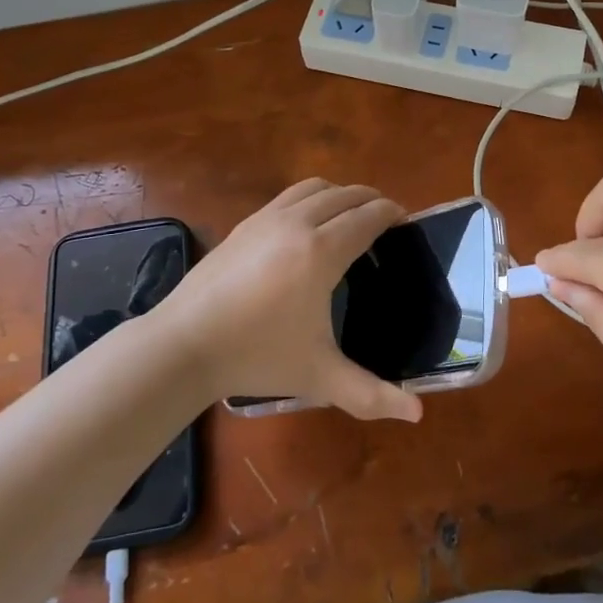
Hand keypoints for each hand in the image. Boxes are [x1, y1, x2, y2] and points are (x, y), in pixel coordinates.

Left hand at [155, 179, 423, 422]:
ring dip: (340, 194)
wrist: (184, 344)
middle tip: (386, 221)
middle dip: (371, 200)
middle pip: (346, 194)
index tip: (407, 221)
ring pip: (315, 188)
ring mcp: (267, 218)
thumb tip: (418, 414)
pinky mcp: (245, 223)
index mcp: (322, 251)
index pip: (368, 216)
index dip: (392, 213)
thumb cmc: (257, 356)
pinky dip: (311, 199)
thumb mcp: (320, 377)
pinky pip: (289, 196)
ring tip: (350, 217)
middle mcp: (297, 223)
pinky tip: (307, 227)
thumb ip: (371, 395)